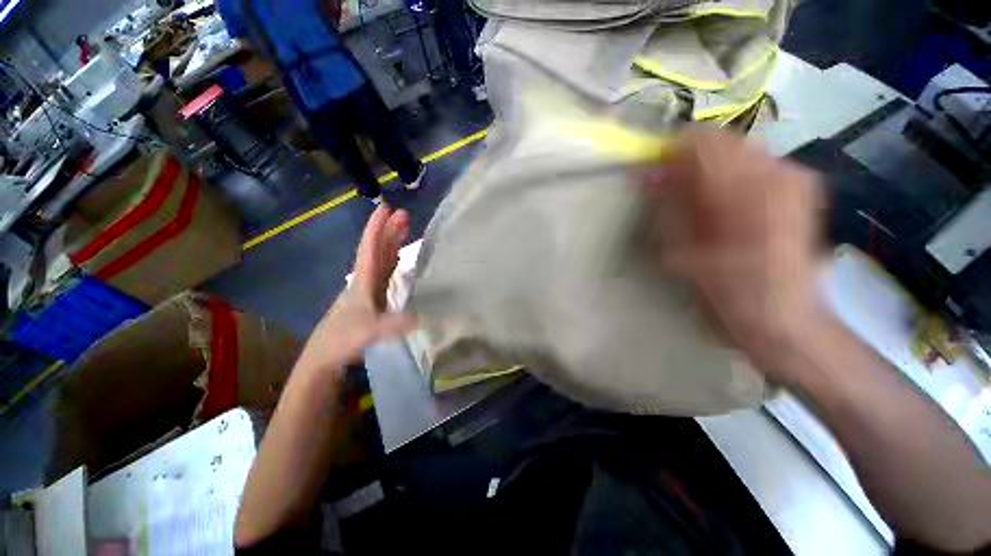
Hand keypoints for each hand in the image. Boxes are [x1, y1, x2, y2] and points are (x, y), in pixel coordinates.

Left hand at [298, 207, 417, 376]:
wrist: (326, 355)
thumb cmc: (343, 339)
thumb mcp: (369, 331)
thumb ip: (393, 324)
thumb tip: (420, 317)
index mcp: (362, 280)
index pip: (370, 248)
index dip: (377, 228)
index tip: (386, 209)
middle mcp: (365, 279)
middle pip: (377, 249)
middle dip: (389, 230)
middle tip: (404, 214)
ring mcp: (369, 288)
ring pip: (381, 259)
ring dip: (392, 243)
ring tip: (404, 228)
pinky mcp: (373, 298)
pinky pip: (385, 272)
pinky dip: (393, 261)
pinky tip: (398, 258)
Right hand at [646, 130, 825, 379]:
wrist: (785, 320)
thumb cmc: (727, 294)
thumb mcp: (682, 252)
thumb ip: (666, 206)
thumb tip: (646, 174)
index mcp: (743, 192)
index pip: (699, 142)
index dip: (670, 153)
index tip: (654, 175)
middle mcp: (776, 174)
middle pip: (720, 142)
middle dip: (690, 164)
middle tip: (674, 195)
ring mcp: (794, 179)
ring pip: (737, 152)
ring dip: (710, 173)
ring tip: (701, 207)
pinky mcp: (801, 189)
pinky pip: (756, 166)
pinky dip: (731, 180)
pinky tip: (725, 209)